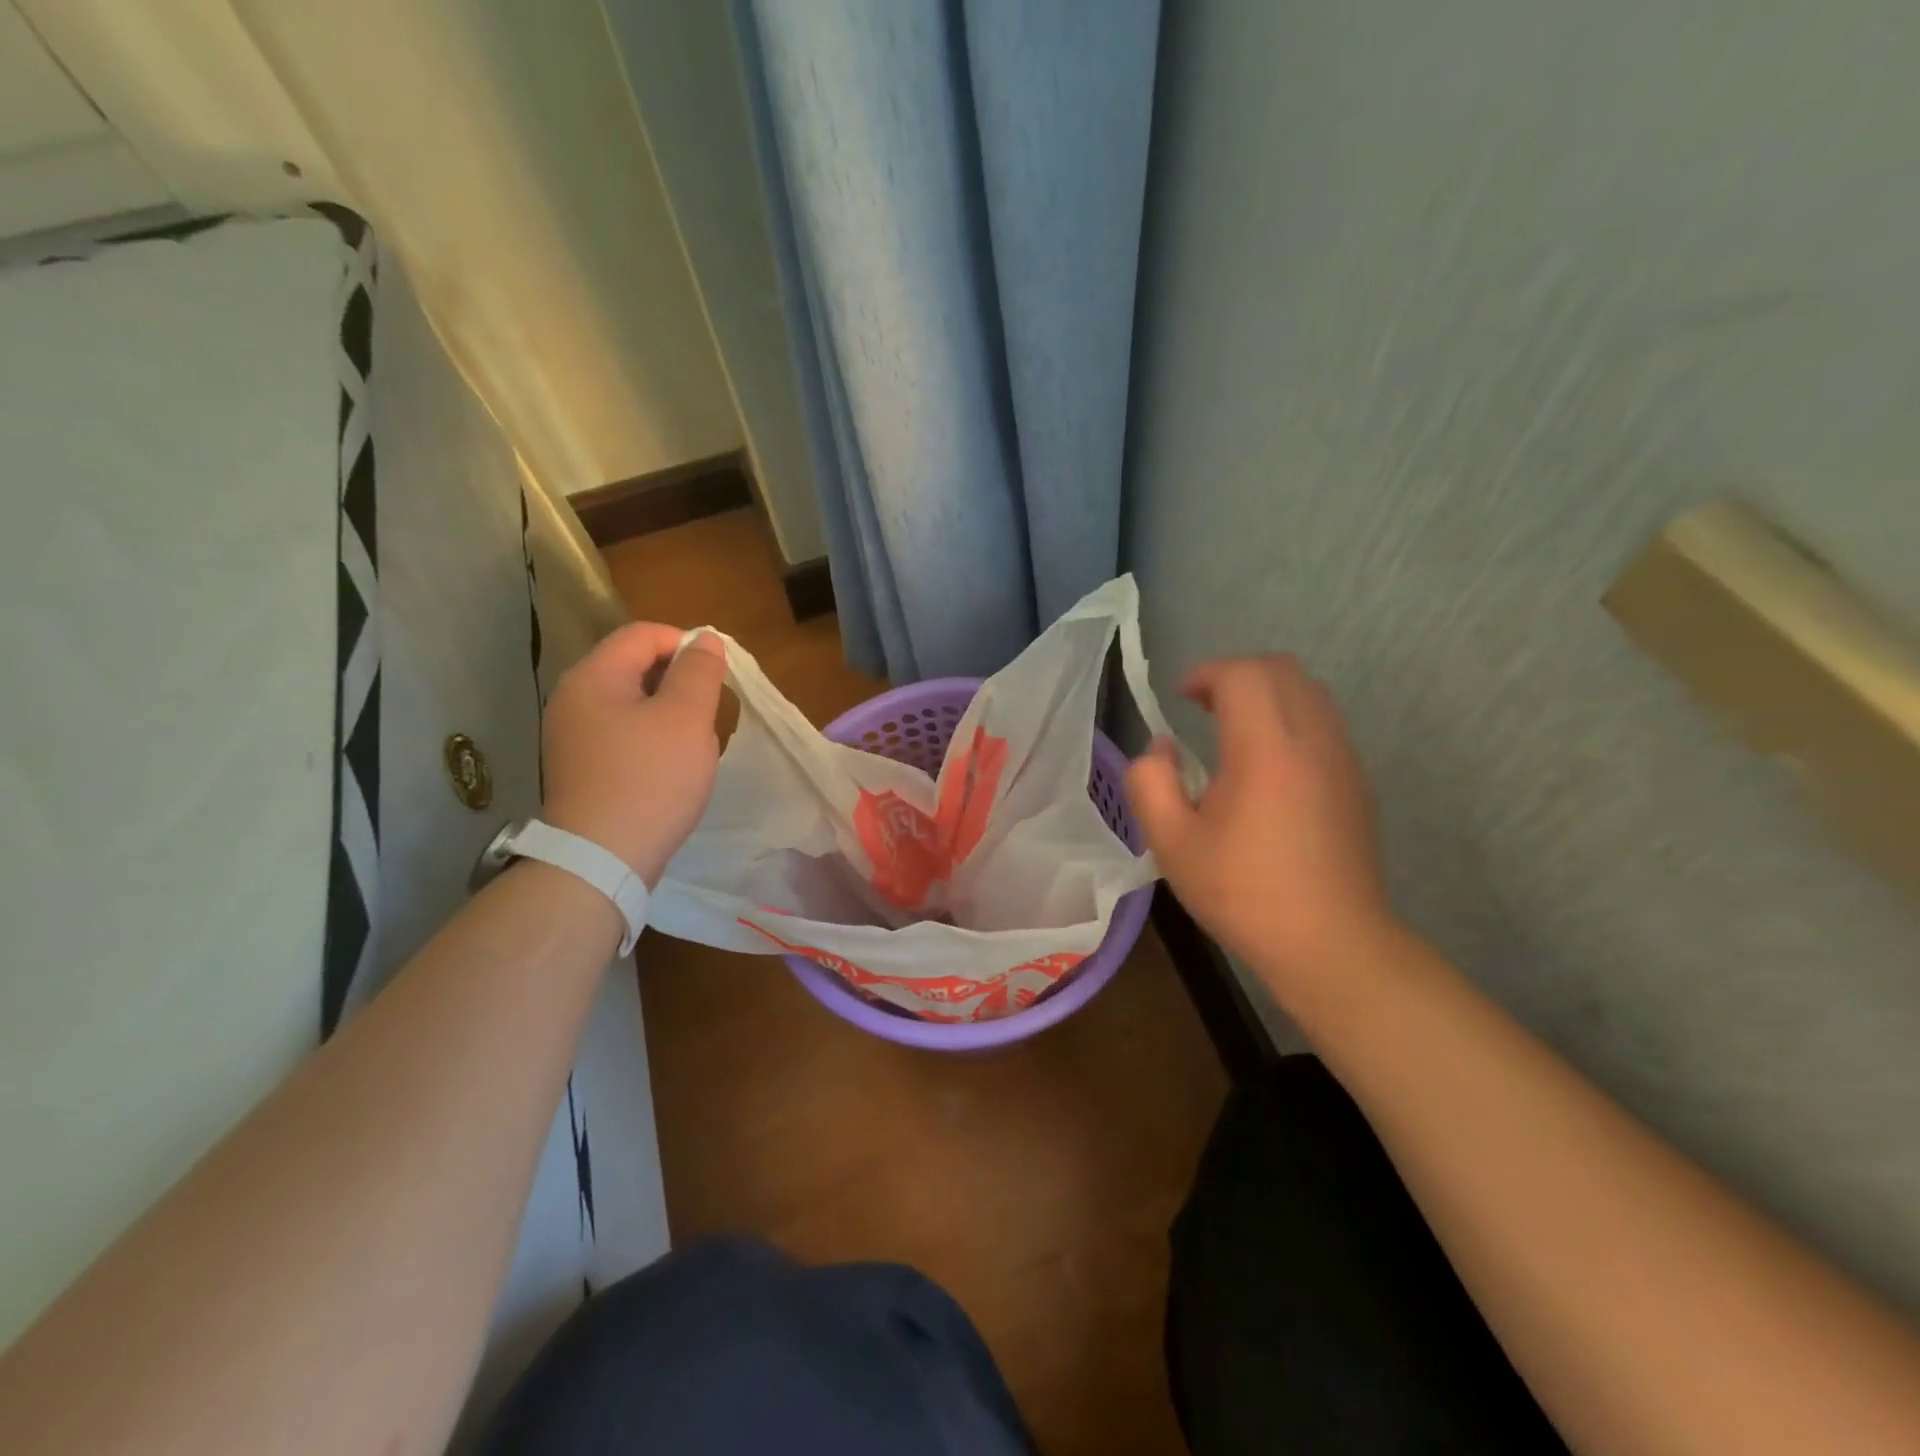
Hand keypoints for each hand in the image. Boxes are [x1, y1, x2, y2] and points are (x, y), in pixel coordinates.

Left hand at [540, 622, 727, 884]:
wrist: (602, 859)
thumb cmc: (650, 779)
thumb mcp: (687, 718)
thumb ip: (699, 671)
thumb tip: (704, 639)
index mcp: (594, 677)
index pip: (643, 635)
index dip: (685, 644)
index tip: (717, 675)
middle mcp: (574, 699)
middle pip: (634, 667)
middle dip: (679, 682)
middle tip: (710, 712)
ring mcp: (573, 736)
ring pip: (632, 704)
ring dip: (669, 714)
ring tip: (695, 744)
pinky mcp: (581, 768)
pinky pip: (622, 734)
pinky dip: (652, 739)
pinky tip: (671, 768)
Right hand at [1125, 655, 1394, 995]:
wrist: (1331, 944)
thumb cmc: (1244, 894)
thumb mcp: (1171, 844)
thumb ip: (1150, 783)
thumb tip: (1162, 749)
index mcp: (1266, 750)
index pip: (1242, 675)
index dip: (1206, 673)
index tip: (1179, 698)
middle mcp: (1312, 741)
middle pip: (1280, 670)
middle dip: (1236, 674)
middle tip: (1202, 705)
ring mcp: (1343, 759)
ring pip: (1308, 692)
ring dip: (1266, 694)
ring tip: (1231, 729)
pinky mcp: (1357, 782)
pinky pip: (1322, 723)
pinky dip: (1289, 718)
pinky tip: (1266, 765)